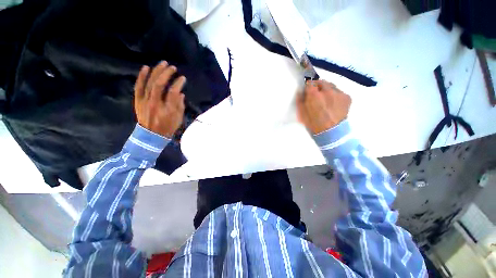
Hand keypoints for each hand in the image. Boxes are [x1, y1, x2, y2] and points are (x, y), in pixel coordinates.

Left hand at [134, 61, 185, 137]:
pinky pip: (138, 86)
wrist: (151, 135)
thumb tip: (180, 93)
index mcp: (167, 109)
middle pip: (159, 85)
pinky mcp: (138, 100)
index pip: (173, 92)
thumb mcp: (178, 119)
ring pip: (149, 83)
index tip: (183, 78)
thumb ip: (180, 105)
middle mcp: (155, 103)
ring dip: (156, 72)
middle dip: (166, 74)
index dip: (178, 83)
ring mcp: (145, 101)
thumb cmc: (168, 127)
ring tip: (162, 63)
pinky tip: (146, 67)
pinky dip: (141, 76)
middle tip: (172, 67)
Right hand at [297, 80, 350, 134]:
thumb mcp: (301, 114)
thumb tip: (300, 91)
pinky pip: (339, 92)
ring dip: (327, 90)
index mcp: (314, 95)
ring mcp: (338, 93)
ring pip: (331, 86)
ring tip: (327, 99)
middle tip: (317, 95)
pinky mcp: (347, 97)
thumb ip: (300, 101)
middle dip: (318, 86)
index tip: (308, 90)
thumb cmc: (313, 124)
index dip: (308, 86)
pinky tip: (334, 104)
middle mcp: (327, 91)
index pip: (310, 82)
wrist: (331, 132)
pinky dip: (335, 95)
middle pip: (321, 82)